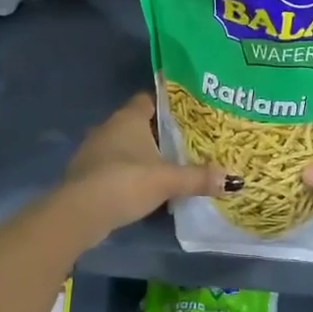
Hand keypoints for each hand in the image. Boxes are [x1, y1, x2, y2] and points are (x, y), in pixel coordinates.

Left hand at [57, 92, 236, 239]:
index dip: (170, 103)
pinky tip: (147, 183)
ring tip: (172, 162)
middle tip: (189, 138)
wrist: (78, 213)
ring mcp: (96, 150)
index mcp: (128, 117)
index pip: (150, 98)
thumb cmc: (124, 182)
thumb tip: (233, 179)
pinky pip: (116, 164)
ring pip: (127, 144)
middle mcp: (110, 127)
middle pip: (140, 122)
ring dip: (145, 152)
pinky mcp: (89, 173)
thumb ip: (198, 177)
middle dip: (162, 130)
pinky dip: (131, 170)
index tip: (191, 111)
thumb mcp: (167, 180)